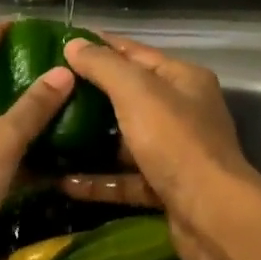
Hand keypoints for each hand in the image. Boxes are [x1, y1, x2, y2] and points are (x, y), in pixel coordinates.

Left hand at [0, 22, 74, 259]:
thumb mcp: (2, 138)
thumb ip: (34, 106)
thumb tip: (64, 71)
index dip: (3, 34)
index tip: (33, 26)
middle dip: (12, 74)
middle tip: (53, 67)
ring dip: (8, 111)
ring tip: (49, 104)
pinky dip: (0, 142)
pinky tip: (32, 147)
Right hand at [58, 34, 260, 259]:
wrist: (212, 216)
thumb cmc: (175, 141)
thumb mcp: (136, 92)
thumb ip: (103, 65)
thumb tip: (74, 44)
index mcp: (183, 79)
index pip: (135, 53)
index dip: (100, 46)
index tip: (60, 45)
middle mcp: (183, 111)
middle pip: (130, 96)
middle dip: (90, 94)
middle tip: (48, 91)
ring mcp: (175, 152)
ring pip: (126, 140)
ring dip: (91, 140)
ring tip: (50, 134)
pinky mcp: (165, 189)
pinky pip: (126, 179)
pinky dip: (99, 180)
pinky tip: (64, 181)